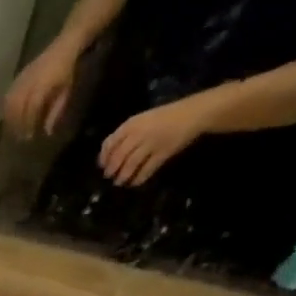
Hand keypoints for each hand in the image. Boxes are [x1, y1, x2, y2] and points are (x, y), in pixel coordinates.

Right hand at [3, 42, 79, 139]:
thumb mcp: (66, 91)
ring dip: (10, 119)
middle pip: (17, 108)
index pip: (31, 109)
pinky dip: (6, 109)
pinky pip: (7, 96)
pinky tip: (9, 116)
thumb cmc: (67, 70)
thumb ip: (56, 111)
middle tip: (20, 137)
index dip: (29, 124)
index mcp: (42, 85)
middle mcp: (28, 83)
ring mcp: (21, 79)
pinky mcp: (18, 78)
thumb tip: (47, 131)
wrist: (64, 45)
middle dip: (17, 125)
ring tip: (13, 129)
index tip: (30, 136)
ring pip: (9, 104)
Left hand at [98, 92, 218, 185]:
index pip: (110, 143)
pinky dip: (139, 178)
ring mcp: (151, 143)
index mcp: (131, 124)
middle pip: (118, 156)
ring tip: (119, 182)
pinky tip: (135, 183)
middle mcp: (139, 134)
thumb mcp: (142, 120)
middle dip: (111, 169)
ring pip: (130, 164)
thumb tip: (109, 155)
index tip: (102, 166)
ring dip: (123, 176)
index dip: (103, 157)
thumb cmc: (165, 117)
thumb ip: (127, 134)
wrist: (193, 113)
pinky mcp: (163, 152)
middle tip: (109, 176)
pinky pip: (147, 169)